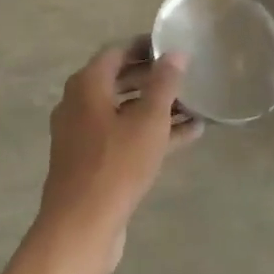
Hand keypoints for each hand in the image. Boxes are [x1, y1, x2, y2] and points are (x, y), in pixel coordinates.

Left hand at [34, 42, 201, 270]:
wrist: (81, 227)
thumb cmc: (116, 164)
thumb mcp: (148, 120)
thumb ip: (164, 83)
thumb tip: (175, 53)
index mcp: (87, 85)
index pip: (117, 52)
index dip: (145, 47)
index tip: (172, 47)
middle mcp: (79, 104)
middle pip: (120, 81)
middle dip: (154, 79)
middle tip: (186, 77)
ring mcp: (83, 135)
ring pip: (124, 111)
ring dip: (157, 108)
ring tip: (194, 107)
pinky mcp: (91, 162)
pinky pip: (123, 136)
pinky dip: (149, 133)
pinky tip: (187, 136)